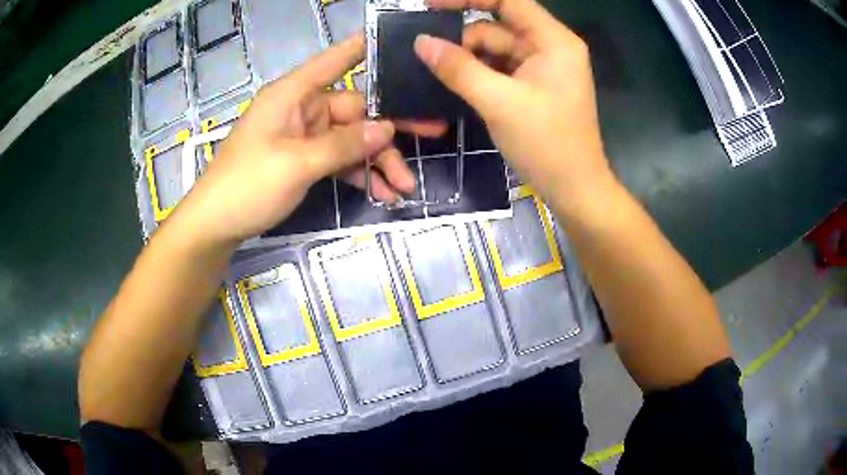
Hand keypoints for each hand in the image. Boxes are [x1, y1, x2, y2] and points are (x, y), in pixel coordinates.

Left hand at [172, 35, 430, 244]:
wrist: (216, 225)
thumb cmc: (247, 185)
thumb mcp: (297, 164)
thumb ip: (343, 145)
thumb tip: (387, 128)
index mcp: (293, 94)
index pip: (335, 60)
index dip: (365, 48)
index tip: (400, 42)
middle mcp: (301, 109)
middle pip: (354, 110)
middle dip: (388, 132)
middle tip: (434, 135)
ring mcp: (303, 136)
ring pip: (351, 140)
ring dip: (377, 161)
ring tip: (403, 188)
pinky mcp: (303, 160)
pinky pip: (338, 160)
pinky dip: (358, 174)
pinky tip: (381, 193)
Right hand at [415, 0, 613, 211]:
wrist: (574, 190)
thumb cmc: (546, 145)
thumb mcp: (498, 103)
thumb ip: (458, 69)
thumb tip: (421, 42)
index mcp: (552, 41)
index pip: (508, 0)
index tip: (430, 4)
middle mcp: (549, 47)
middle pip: (498, 26)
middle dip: (463, 39)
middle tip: (427, 56)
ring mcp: (541, 67)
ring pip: (495, 49)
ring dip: (467, 60)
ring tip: (439, 77)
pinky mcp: (533, 86)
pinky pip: (499, 68)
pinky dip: (477, 74)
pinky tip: (455, 84)